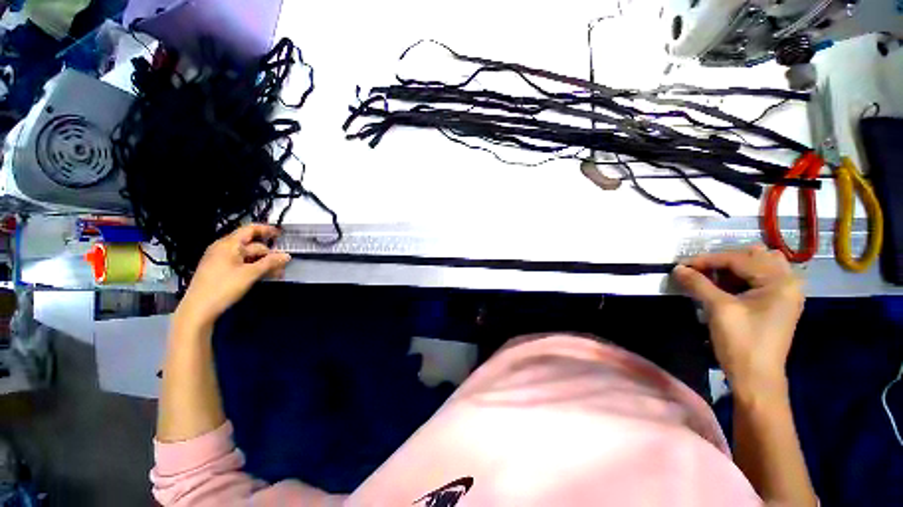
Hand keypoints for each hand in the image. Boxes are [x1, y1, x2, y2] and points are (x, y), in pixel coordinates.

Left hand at [176, 224, 290, 328]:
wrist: (198, 309)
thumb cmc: (224, 287)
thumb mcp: (250, 274)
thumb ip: (270, 263)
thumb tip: (287, 256)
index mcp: (228, 244)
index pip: (250, 229)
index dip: (266, 230)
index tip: (281, 234)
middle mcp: (223, 248)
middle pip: (251, 245)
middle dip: (269, 253)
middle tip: (284, 264)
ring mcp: (220, 259)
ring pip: (248, 256)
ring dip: (263, 262)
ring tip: (277, 273)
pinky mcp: (220, 270)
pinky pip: (241, 263)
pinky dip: (254, 267)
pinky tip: (263, 275)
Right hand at [672, 246, 803, 396]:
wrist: (756, 378)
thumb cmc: (741, 342)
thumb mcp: (718, 309)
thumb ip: (698, 284)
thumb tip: (677, 268)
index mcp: (780, 282)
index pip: (740, 259)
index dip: (708, 260)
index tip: (682, 265)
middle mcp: (787, 283)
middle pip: (754, 257)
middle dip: (723, 261)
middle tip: (700, 271)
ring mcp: (783, 294)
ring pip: (756, 267)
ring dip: (731, 269)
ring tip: (710, 279)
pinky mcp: (775, 304)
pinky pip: (757, 280)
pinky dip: (737, 279)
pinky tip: (721, 288)